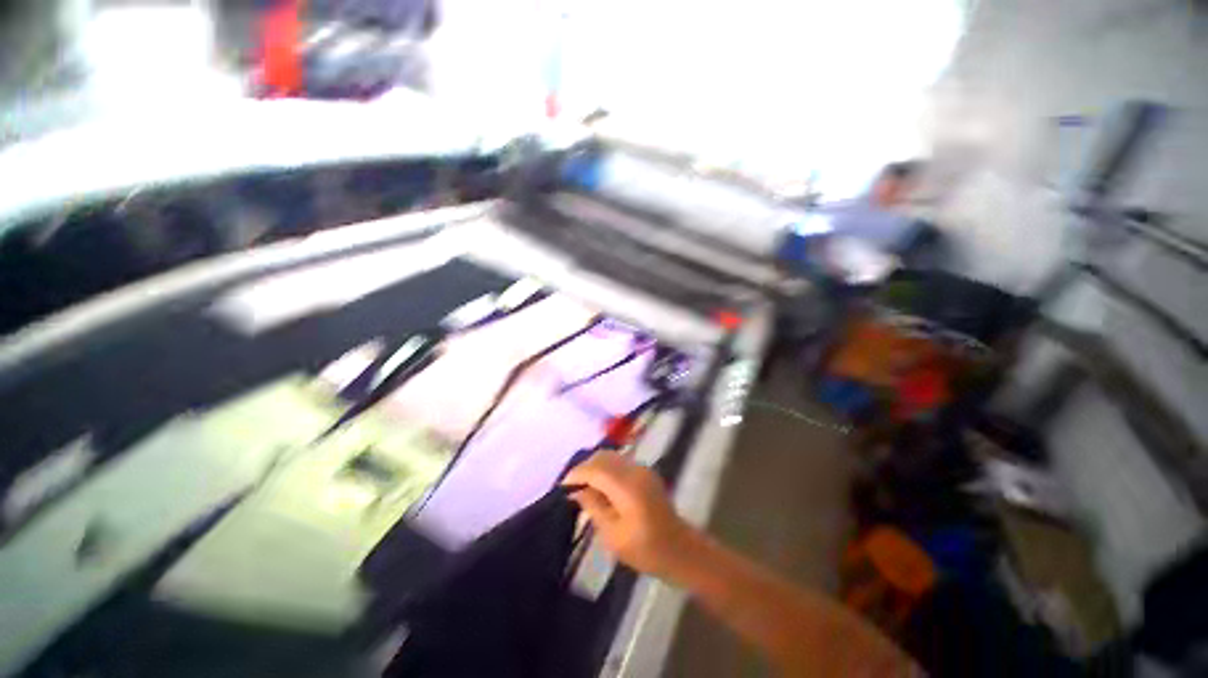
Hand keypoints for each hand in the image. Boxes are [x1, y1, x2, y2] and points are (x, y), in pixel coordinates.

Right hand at [562, 452, 700, 579]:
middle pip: (603, 457)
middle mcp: (635, 470)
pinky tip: (601, 486)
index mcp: (627, 486)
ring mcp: (642, 469)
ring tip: (584, 486)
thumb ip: (594, 507)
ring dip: (595, 467)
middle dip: (584, 468)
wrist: (680, 550)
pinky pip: (620, 462)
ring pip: (611, 457)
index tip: (562, 487)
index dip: (577, 474)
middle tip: (572, 487)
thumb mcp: (613, 535)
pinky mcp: (646, 472)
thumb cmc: (646, 550)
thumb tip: (577, 491)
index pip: (595, 469)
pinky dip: (606, 469)